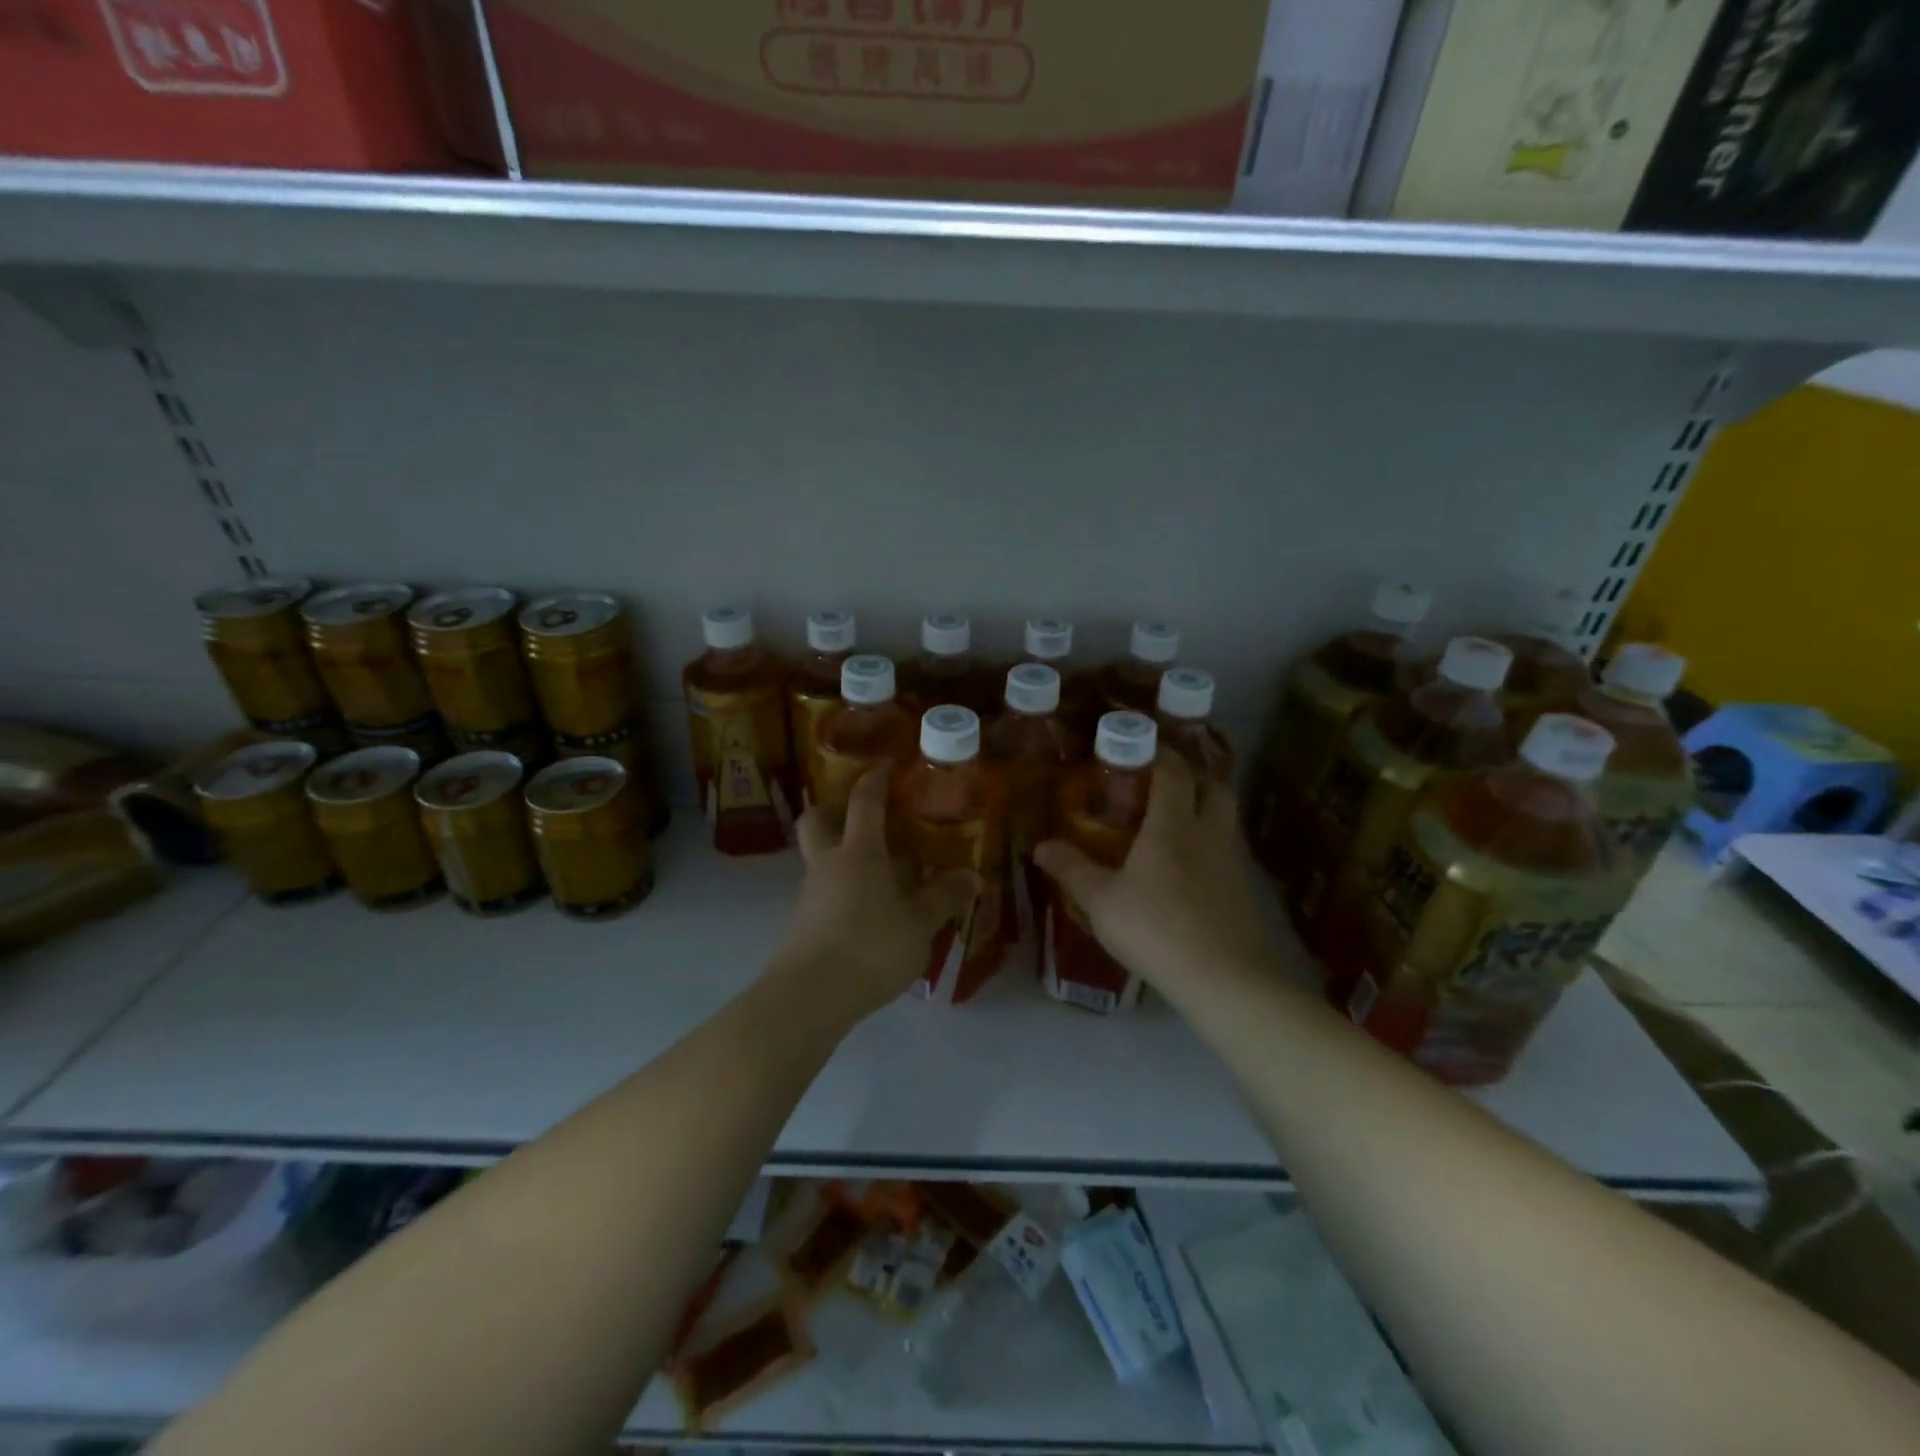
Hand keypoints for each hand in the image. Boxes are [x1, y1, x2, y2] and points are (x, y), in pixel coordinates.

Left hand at [778, 766, 979, 1021]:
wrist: (810, 996)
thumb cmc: (870, 946)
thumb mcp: (920, 924)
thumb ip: (945, 897)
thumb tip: (974, 876)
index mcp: (858, 852)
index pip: (864, 802)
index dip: (876, 778)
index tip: (887, 763)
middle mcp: (828, 864)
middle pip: (816, 820)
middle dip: (833, 809)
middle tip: (860, 815)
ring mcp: (810, 894)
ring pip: (818, 858)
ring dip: (841, 855)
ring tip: (878, 874)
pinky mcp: (802, 924)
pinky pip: (822, 892)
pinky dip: (841, 891)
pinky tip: (866, 913)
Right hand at [1034, 753, 1275, 999]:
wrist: (1224, 980)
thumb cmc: (1156, 930)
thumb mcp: (1101, 901)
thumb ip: (1071, 869)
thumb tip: (1041, 844)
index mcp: (1173, 825)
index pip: (1174, 772)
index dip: (1159, 753)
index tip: (1139, 746)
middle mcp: (1209, 834)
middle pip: (1214, 788)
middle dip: (1193, 777)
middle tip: (1164, 785)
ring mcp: (1233, 863)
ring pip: (1226, 819)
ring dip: (1205, 810)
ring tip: (1175, 825)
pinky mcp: (1245, 892)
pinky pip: (1229, 852)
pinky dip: (1211, 847)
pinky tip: (1190, 871)